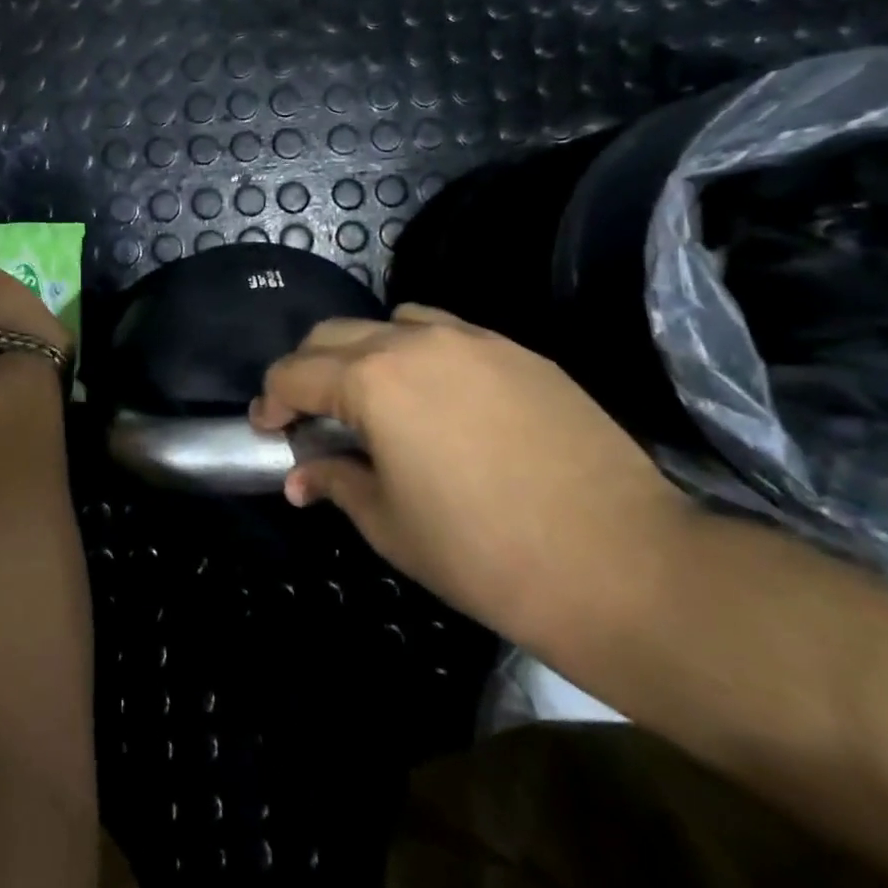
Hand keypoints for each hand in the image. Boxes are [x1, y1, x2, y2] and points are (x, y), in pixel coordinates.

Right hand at [251, 305, 690, 635]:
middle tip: (308, 415)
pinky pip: (448, 333)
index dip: (270, 401)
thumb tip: (301, 476)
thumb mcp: (390, 525)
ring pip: (391, 323)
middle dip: (307, 370)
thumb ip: (336, 482)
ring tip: (373, 398)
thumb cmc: (484, 554)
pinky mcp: (518, 352)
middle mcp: (414, 343)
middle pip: (334, 335)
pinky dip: (420, 352)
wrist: (622, 565)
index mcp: (372, 381)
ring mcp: (472, 341)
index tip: (266, 428)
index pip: (295, 374)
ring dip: (364, 352)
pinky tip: (438, 399)